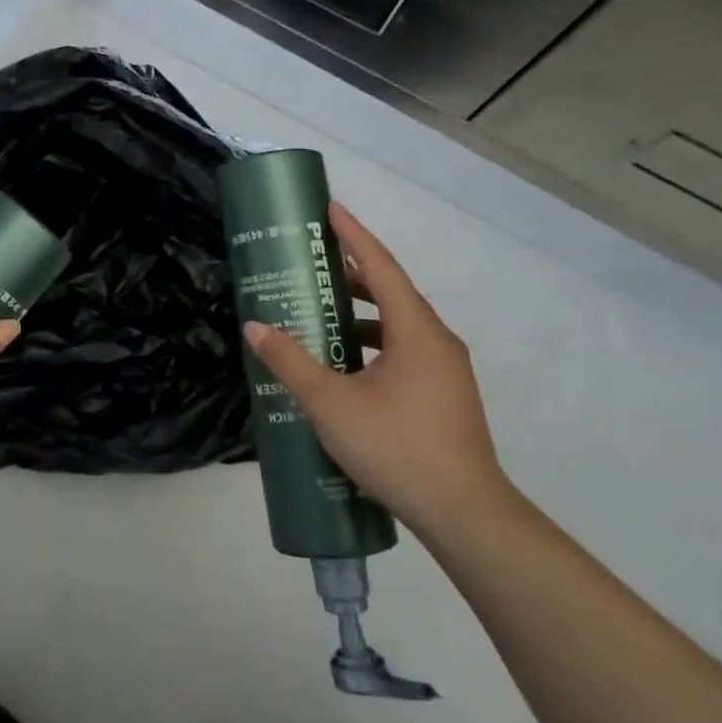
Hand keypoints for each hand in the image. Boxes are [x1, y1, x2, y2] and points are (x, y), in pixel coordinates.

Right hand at [242, 200, 508, 535]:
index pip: (381, 267)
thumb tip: (256, 326)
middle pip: (392, 292)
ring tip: (321, 311)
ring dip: (361, 312)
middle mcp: (437, 341)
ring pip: (399, 325)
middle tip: (312, 262)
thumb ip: (290, 361)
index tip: (331, 208)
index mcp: (416, 331)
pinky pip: (404, 350)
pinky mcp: (444, 395)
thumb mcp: (330, 403)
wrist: (465, 514)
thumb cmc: (397, 448)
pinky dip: (373, 342)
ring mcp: (445, 370)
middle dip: (352, 274)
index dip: (354, 235)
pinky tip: (345, 364)